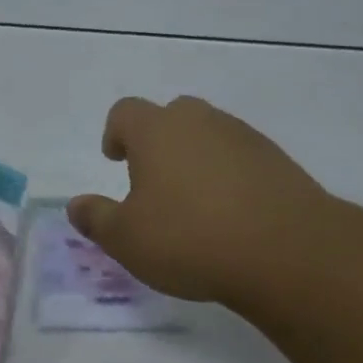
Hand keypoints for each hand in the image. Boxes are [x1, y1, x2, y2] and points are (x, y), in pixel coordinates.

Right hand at [67, 96, 340, 311]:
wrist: (286, 249)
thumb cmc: (190, 238)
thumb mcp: (128, 240)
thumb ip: (97, 219)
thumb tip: (75, 206)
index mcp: (156, 130)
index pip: (125, 112)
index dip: (116, 133)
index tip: (115, 158)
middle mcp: (199, 121)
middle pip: (171, 115)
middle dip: (158, 140)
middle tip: (154, 178)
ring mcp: (241, 135)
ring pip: (208, 133)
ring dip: (196, 156)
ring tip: (195, 200)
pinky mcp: (276, 158)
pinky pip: (240, 155)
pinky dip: (230, 173)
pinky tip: (232, 211)